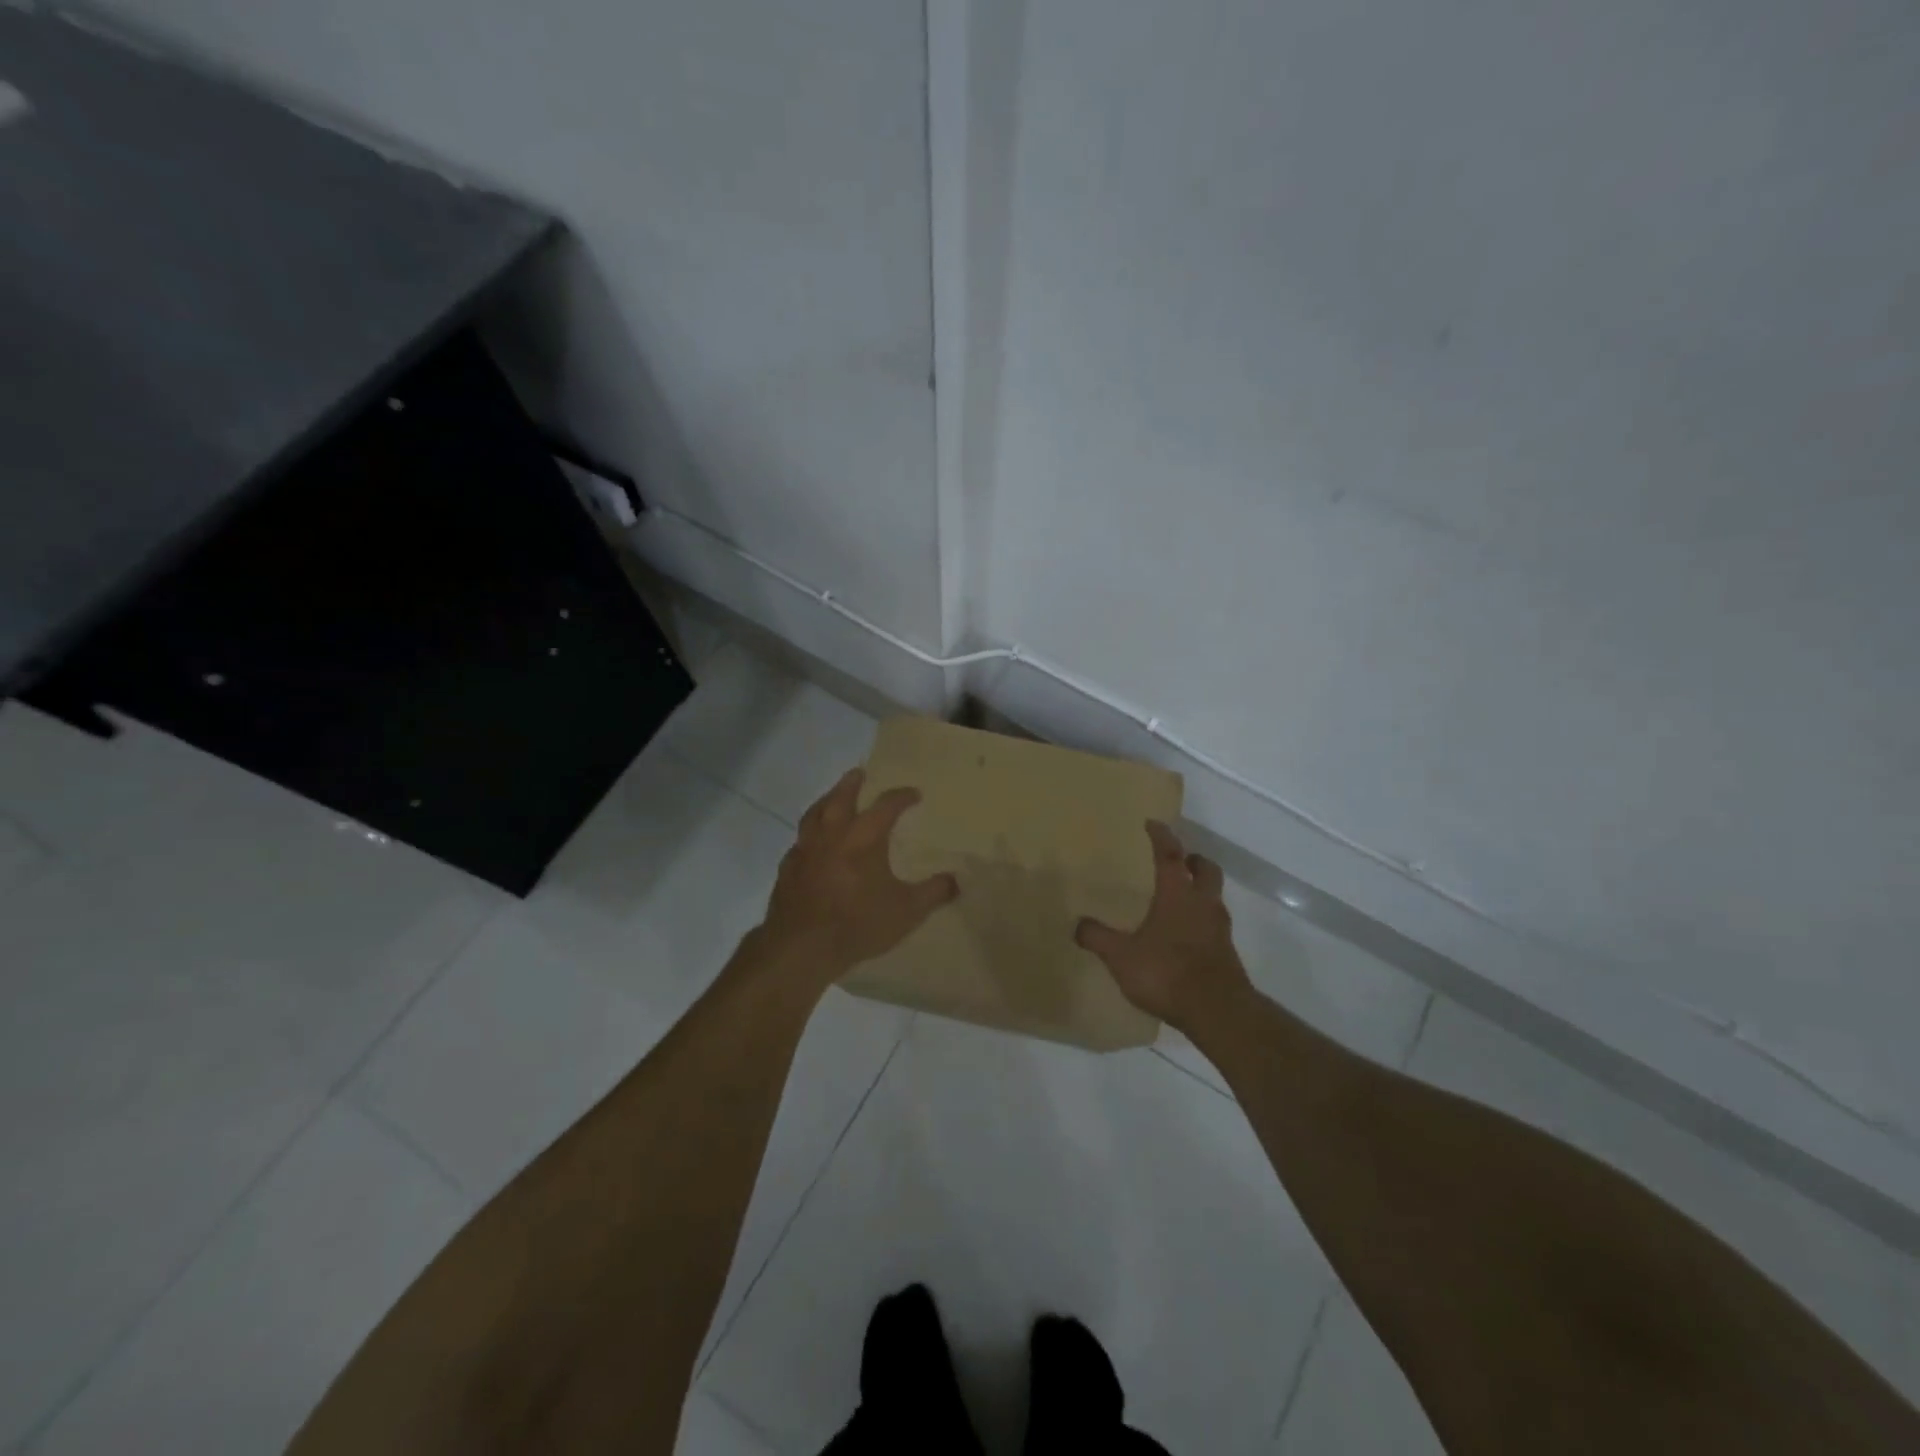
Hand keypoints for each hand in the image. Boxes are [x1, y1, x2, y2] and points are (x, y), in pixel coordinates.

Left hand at [756, 769, 958, 988]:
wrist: (802, 947)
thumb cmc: (858, 924)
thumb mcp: (907, 911)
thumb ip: (933, 893)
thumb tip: (955, 880)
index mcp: (864, 838)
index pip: (886, 806)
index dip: (902, 797)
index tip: (914, 794)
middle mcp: (832, 835)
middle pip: (841, 798)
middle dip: (852, 784)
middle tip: (859, 773)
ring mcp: (805, 850)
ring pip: (814, 814)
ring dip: (826, 801)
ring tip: (832, 798)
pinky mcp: (787, 868)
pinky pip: (799, 842)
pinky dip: (809, 835)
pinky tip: (811, 844)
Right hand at [1076, 820, 1251, 1032]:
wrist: (1217, 1012)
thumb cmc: (1167, 972)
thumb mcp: (1121, 956)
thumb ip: (1098, 938)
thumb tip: (1077, 925)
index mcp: (1177, 895)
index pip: (1170, 855)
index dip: (1162, 837)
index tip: (1153, 824)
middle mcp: (1203, 904)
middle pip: (1206, 870)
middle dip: (1194, 860)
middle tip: (1180, 860)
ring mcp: (1219, 929)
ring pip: (1214, 897)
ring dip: (1201, 890)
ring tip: (1181, 898)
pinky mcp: (1227, 952)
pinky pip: (1215, 924)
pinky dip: (1202, 920)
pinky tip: (1186, 935)